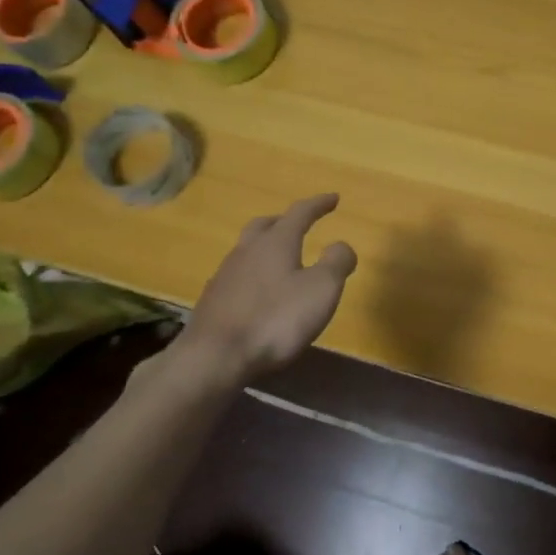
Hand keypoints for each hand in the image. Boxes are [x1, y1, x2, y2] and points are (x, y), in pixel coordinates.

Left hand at [183, 194, 357, 380]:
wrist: (215, 356)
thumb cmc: (275, 319)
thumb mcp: (321, 290)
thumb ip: (336, 263)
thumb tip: (342, 245)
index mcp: (276, 242)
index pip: (300, 213)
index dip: (318, 204)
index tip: (333, 198)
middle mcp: (247, 250)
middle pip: (265, 225)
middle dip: (285, 221)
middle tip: (300, 224)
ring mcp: (225, 274)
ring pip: (248, 249)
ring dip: (266, 247)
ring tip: (281, 260)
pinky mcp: (213, 300)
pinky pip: (237, 275)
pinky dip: (253, 274)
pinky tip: (258, 292)